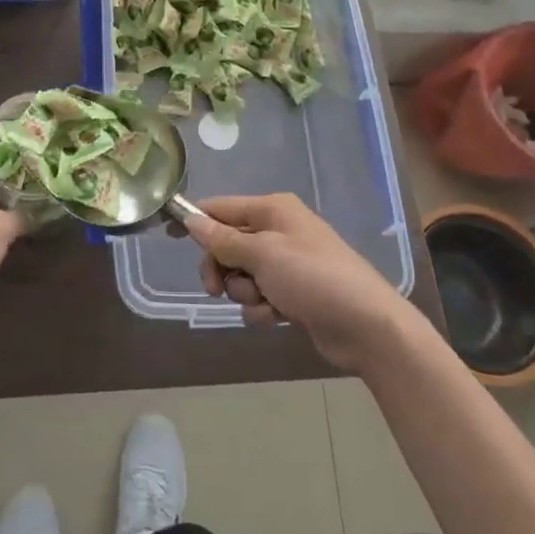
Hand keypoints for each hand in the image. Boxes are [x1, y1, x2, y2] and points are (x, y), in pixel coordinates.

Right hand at [185, 193, 418, 371]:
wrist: (366, 326)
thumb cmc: (313, 277)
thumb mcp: (263, 254)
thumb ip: (223, 240)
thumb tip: (191, 219)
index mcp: (272, 210)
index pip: (221, 207)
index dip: (195, 220)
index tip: (168, 235)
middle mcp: (278, 230)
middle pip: (227, 244)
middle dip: (221, 268)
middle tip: (216, 288)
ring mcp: (286, 263)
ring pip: (241, 274)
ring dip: (244, 292)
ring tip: (264, 302)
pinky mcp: (293, 292)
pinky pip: (259, 295)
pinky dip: (262, 307)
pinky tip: (277, 317)